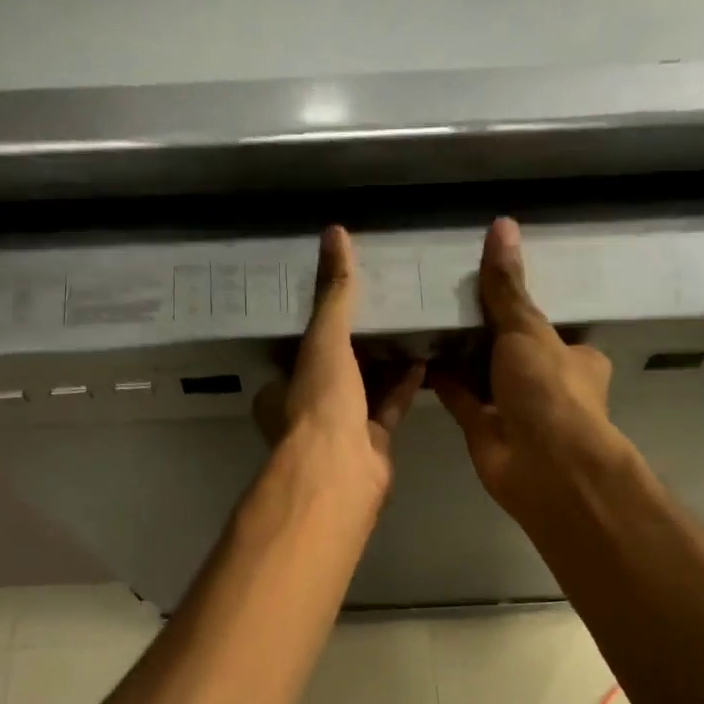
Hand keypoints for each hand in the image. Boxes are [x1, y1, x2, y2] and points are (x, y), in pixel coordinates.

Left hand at [255, 226, 422, 502]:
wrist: (341, 470)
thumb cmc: (321, 402)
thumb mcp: (324, 339)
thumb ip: (333, 293)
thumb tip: (334, 233)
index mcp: (281, 390)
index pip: (298, 352)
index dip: (319, 328)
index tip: (343, 303)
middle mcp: (307, 411)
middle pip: (334, 372)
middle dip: (357, 346)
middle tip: (382, 310)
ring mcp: (340, 432)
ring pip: (363, 391)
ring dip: (383, 365)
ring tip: (407, 329)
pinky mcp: (372, 445)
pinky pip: (388, 409)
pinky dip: (403, 387)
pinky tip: (423, 361)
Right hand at [433, 218, 621, 519]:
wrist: (542, 464)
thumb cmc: (549, 390)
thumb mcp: (529, 330)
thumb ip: (507, 287)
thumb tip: (502, 224)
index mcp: (573, 357)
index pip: (545, 326)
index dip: (519, 306)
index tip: (487, 282)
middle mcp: (544, 383)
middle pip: (509, 349)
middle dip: (482, 330)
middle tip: (445, 295)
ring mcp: (512, 408)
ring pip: (482, 374)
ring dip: (459, 354)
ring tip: (425, 318)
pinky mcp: (483, 429)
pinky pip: (459, 398)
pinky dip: (442, 380)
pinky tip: (418, 355)